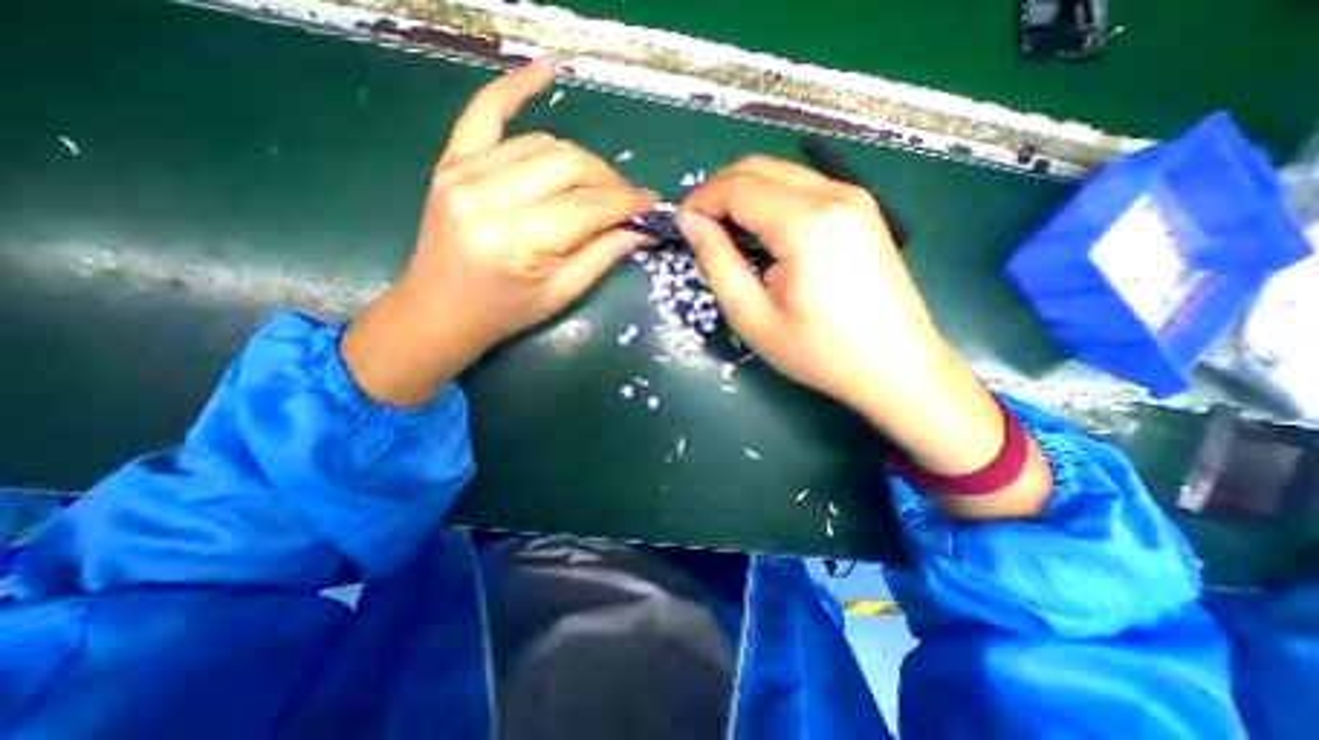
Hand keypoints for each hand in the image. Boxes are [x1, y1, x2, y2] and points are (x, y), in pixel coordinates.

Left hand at [342, 58, 656, 406]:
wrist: (439, 310)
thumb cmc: (505, 312)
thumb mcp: (561, 294)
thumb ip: (603, 257)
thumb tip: (642, 230)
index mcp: (519, 241)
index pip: (589, 207)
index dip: (627, 203)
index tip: (652, 203)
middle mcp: (489, 197)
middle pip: (569, 164)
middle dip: (608, 180)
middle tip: (626, 199)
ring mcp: (464, 172)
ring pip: (543, 144)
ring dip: (580, 160)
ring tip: (596, 184)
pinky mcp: (450, 162)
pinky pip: (484, 112)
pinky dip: (515, 88)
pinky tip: (546, 71)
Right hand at [680, 155, 949, 419]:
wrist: (896, 367)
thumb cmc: (819, 352)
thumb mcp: (752, 316)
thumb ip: (717, 262)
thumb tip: (692, 223)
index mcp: (805, 222)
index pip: (736, 186)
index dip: (700, 201)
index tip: (682, 227)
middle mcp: (834, 194)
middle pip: (758, 167)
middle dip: (719, 191)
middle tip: (700, 229)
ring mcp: (855, 198)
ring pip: (781, 173)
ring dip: (744, 194)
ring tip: (728, 234)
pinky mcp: (863, 210)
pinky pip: (804, 187)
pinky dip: (772, 201)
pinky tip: (764, 234)